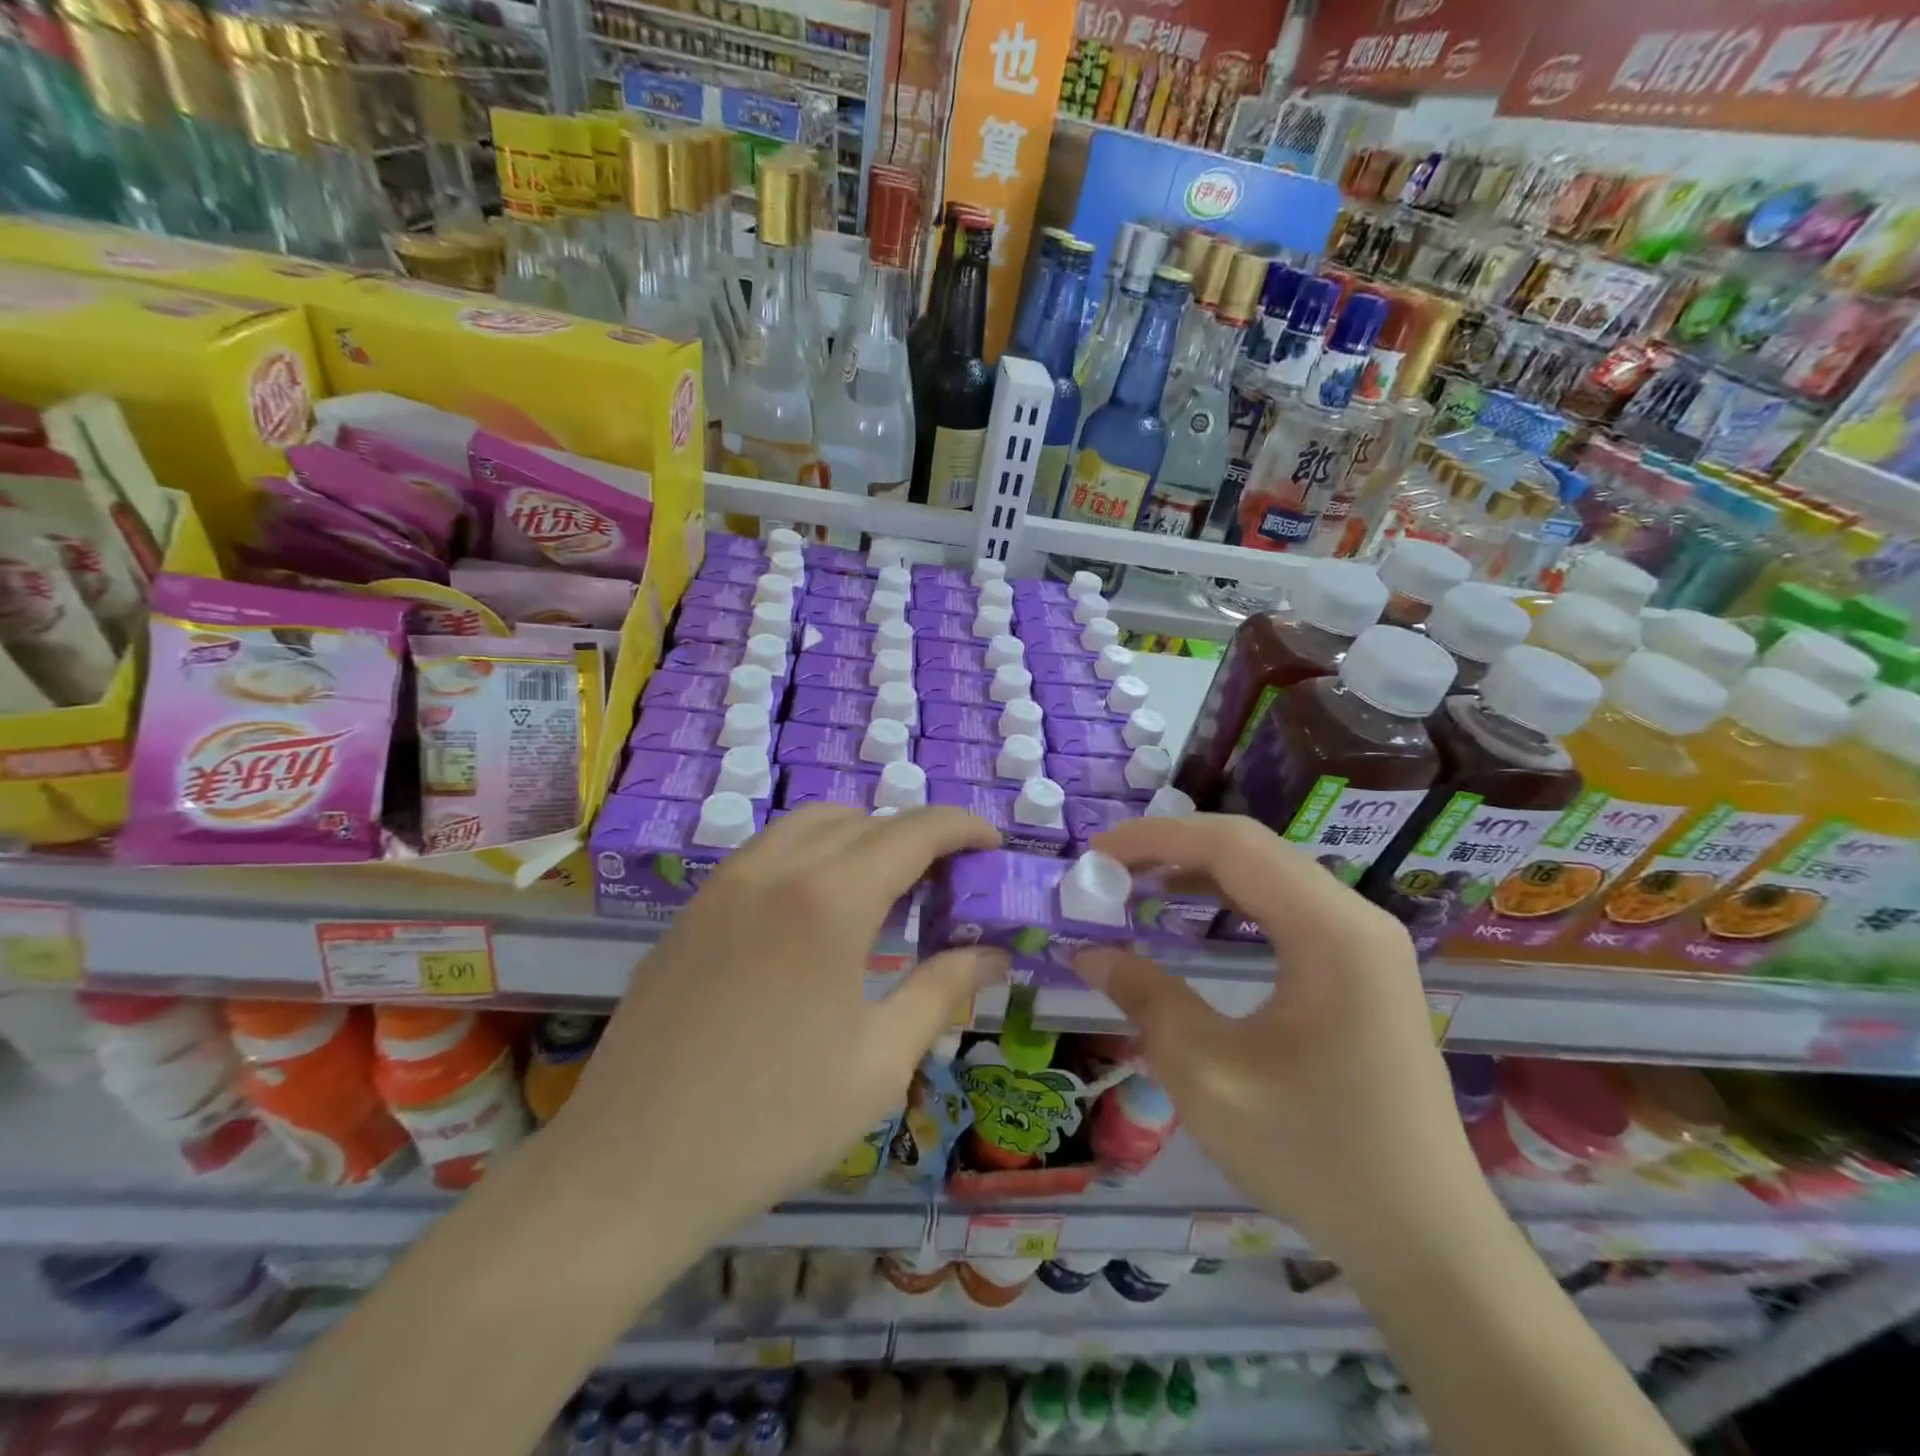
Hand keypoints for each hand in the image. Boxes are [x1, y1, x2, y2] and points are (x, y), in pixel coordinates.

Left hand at [546, 805, 1005, 1234]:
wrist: (628, 1170)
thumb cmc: (770, 1123)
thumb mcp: (878, 1064)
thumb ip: (942, 992)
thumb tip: (993, 955)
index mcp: (829, 900)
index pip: (913, 831)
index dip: (962, 828)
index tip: (993, 846)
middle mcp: (776, 869)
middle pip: (864, 820)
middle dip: (916, 837)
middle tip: (945, 886)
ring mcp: (725, 883)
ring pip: (810, 825)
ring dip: (861, 838)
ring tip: (886, 892)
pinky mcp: (693, 907)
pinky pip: (767, 852)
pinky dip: (812, 855)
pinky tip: (817, 914)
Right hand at [1077, 814, 1486, 1264]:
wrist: (1422, 1239)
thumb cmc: (1313, 1154)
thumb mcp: (1208, 1076)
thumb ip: (1145, 998)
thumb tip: (1087, 951)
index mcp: (1330, 932)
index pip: (1232, 847)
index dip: (1156, 839)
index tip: (1095, 853)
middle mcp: (1356, 919)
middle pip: (1252, 850)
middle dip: (1173, 848)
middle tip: (1108, 867)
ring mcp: (1365, 942)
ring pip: (1269, 873)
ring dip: (1199, 869)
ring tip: (1136, 880)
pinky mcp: (1361, 967)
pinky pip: (1285, 906)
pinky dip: (1229, 897)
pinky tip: (1190, 911)